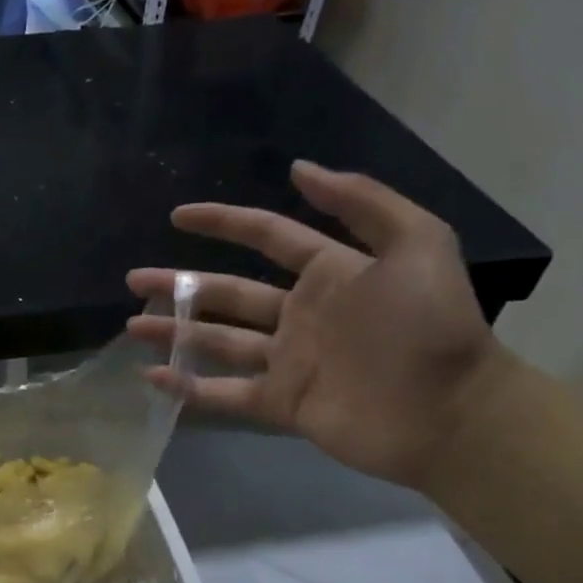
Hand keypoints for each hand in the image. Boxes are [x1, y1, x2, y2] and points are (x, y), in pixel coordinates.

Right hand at [128, 161, 505, 488]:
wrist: (449, 413)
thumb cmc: (431, 327)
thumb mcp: (417, 245)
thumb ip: (362, 202)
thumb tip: (298, 169)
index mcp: (329, 274)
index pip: (266, 237)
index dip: (223, 222)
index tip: (178, 216)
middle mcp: (299, 313)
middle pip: (227, 292)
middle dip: (179, 284)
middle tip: (134, 280)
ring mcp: (286, 360)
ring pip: (217, 340)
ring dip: (175, 332)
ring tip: (133, 326)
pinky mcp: (280, 402)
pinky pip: (224, 392)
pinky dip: (188, 387)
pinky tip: (153, 376)